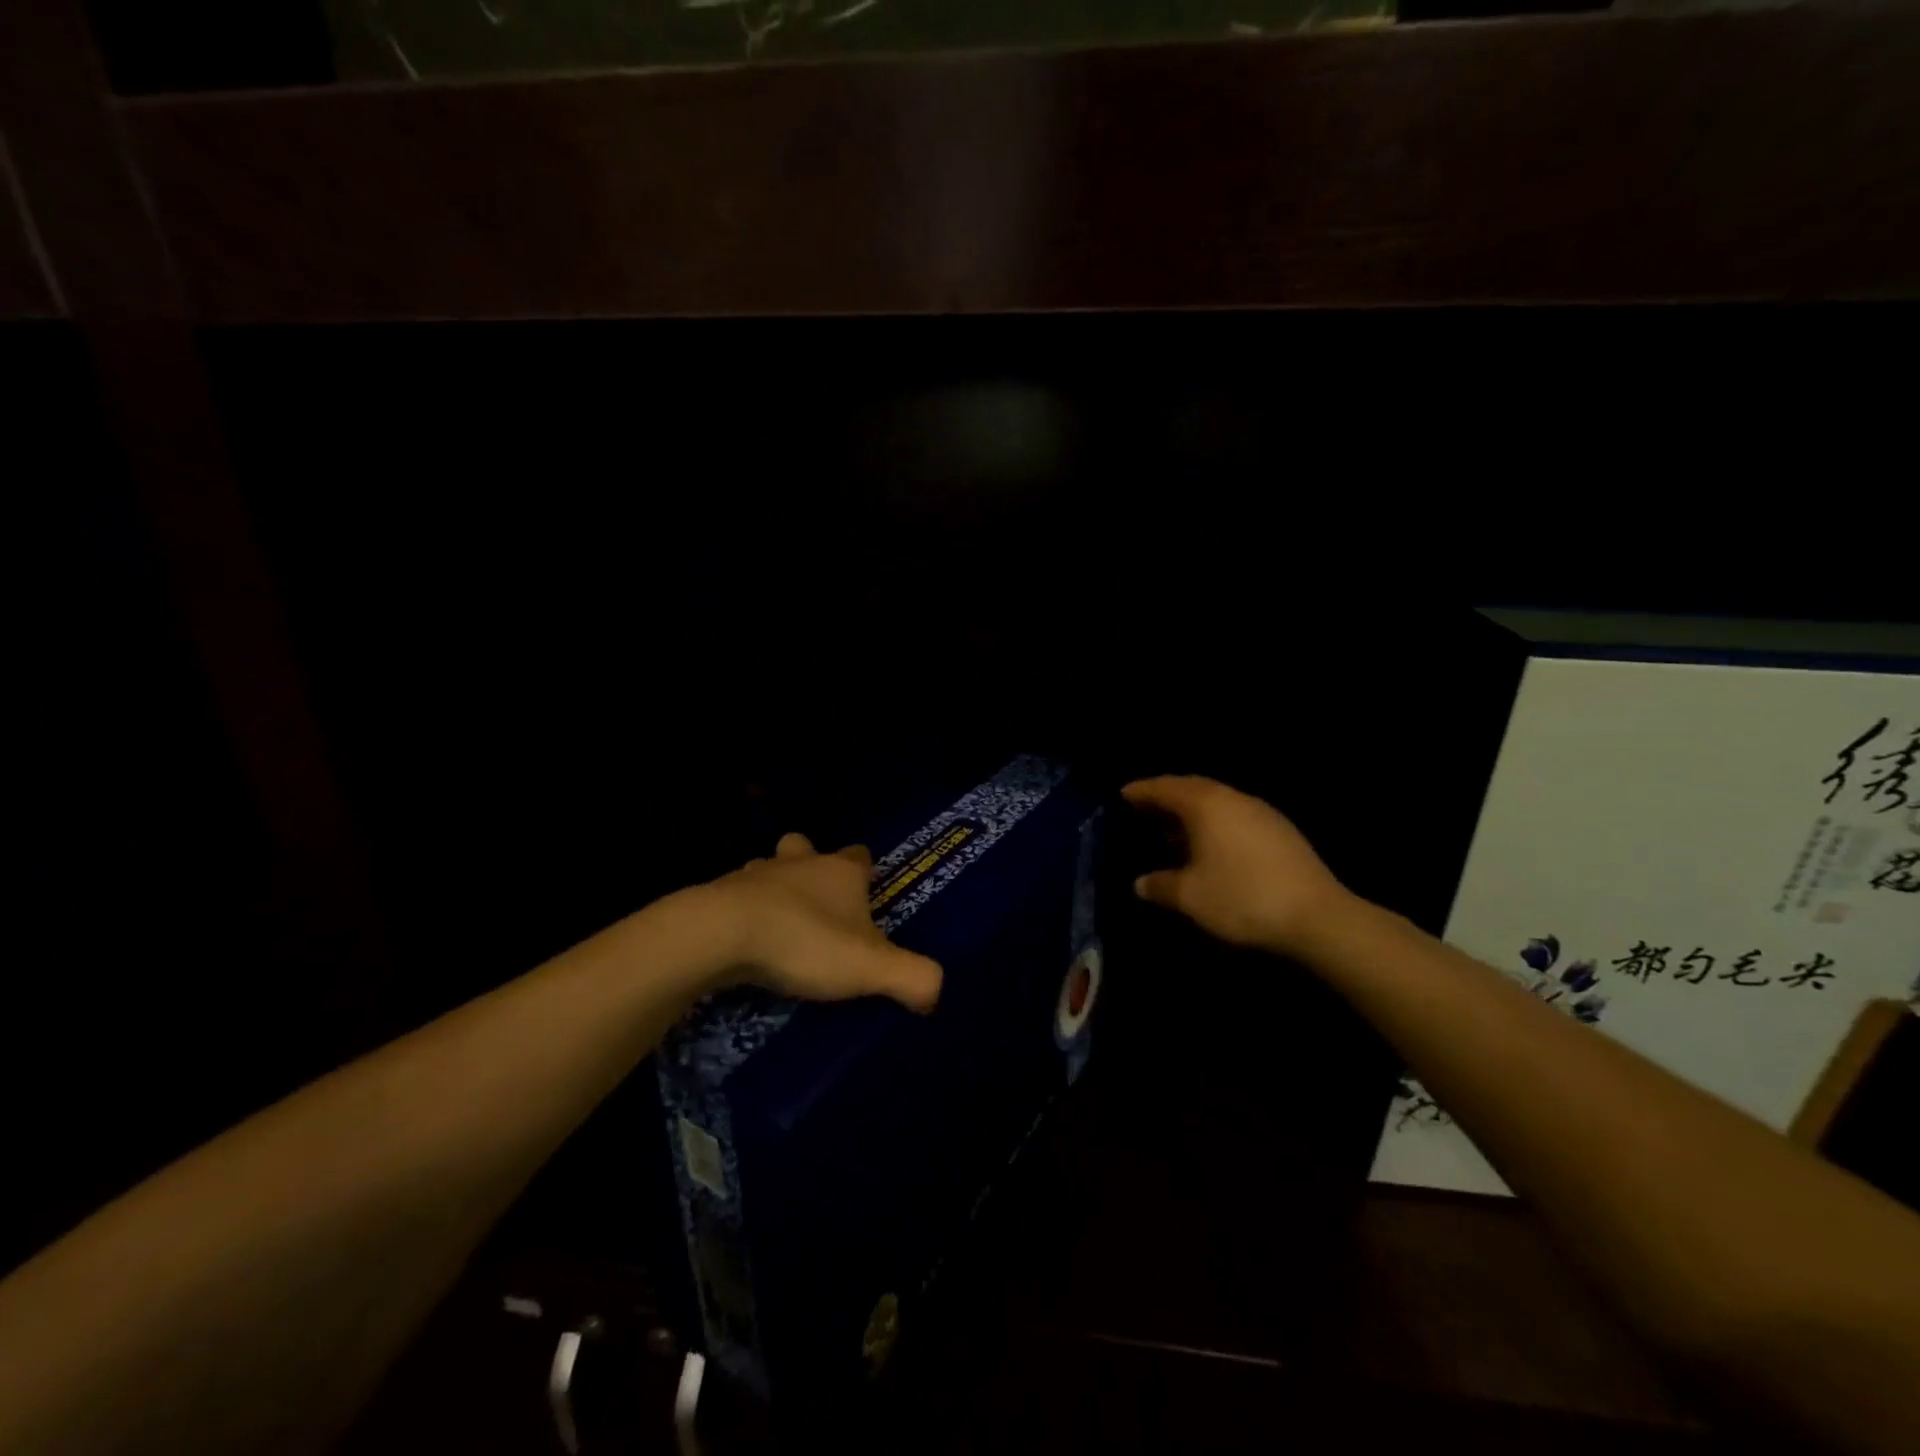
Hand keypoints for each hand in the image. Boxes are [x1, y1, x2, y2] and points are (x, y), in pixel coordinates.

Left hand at [703, 832, 943, 1013]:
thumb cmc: (806, 941)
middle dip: (813, 867)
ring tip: (777, 923)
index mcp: (841, 872)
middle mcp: (800, 864)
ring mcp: (755, 874)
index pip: (860, 856)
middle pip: (808, 848)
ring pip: (768, 868)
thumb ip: (913, 977)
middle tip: (817, 904)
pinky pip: (735, 897)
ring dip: (774, 887)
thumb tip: (935, 993)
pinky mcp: (718, 894)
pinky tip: (743, 942)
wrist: (722, 933)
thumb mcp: (872, 967)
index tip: (868, 894)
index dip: (866, 872)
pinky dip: (742, 913)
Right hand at [1122, 775, 1350, 955]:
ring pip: (1217, 801)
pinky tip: (1210, 846)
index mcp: (1206, 805)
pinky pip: (1235, 814)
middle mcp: (1233, 798)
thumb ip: (1160, 886)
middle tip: (1143, 810)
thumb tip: (1141, 883)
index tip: (1121, 795)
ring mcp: (1261, 812)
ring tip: (1172, 830)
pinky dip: (1214, 822)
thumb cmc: (1242, 898)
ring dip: (1192, 811)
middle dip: (1166, 796)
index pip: (1165, 788)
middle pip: (1192, 787)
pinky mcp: (1280, 830)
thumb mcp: (1191, 897)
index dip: (1141, 791)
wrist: (1317, 916)